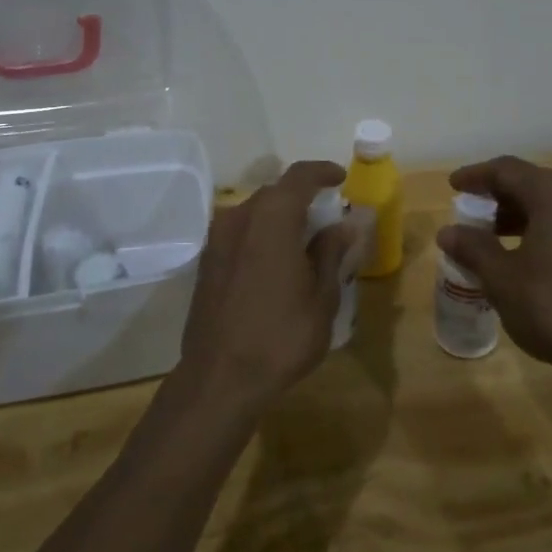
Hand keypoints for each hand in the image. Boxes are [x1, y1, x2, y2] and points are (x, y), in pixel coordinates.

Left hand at [174, 160, 358, 414]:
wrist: (219, 379)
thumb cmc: (280, 337)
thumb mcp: (322, 297)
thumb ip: (331, 252)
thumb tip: (344, 224)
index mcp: (272, 218)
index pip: (299, 176)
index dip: (322, 172)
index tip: (340, 179)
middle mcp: (239, 218)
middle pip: (275, 193)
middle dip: (303, 198)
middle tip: (329, 218)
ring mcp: (217, 239)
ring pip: (255, 213)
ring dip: (281, 218)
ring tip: (305, 242)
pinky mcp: (206, 262)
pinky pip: (240, 233)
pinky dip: (262, 235)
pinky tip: (277, 261)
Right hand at [436, 156, 551, 382]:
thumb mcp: (502, 279)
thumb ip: (473, 248)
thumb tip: (447, 232)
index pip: (506, 170)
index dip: (476, 176)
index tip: (453, 186)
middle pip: (531, 183)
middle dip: (498, 196)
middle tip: (471, 212)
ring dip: (520, 214)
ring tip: (492, 237)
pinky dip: (542, 228)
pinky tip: (526, 255)